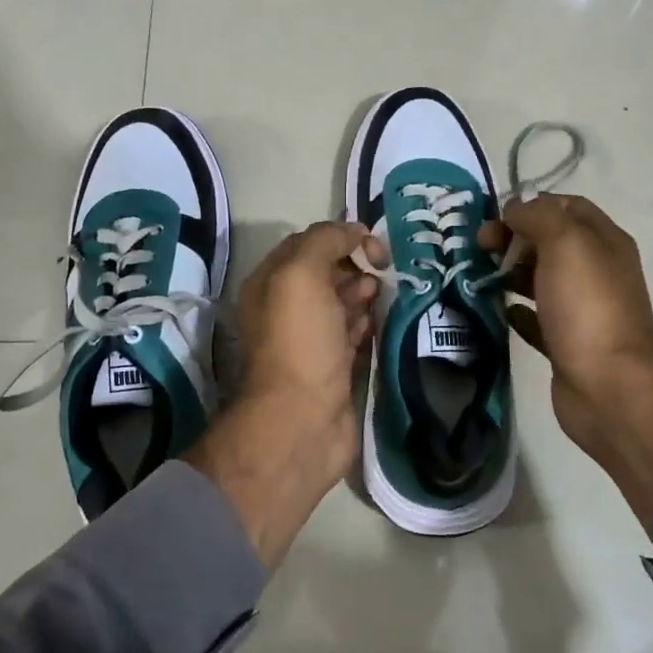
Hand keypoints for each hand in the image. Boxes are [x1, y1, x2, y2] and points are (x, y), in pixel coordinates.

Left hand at [185, 222, 385, 567]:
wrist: (302, 421)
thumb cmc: (299, 342)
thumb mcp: (302, 274)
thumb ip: (324, 241)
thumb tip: (354, 231)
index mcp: (270, 283)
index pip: (307, 244)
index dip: (340, 237)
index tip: (373, 244)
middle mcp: (286, 309)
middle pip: (326, 273)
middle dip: (355, 265)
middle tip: (381, 271)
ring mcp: (310, 340)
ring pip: (341, 303)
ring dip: (363, 293)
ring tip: (382, 294)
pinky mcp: (332, 367)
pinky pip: (353, 333)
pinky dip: (367, 322)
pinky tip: (380, 321)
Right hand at [478, 196, 652, 526]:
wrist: (608, 387)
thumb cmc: (587, 308)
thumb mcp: (566, 243)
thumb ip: (539, 216)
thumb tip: (516, 211)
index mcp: (604, 242)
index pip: (568, 206)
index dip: (532, 205)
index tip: (497, 219)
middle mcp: (597, 272)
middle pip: (551, 241)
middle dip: (515, 238)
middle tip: (480, 247)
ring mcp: (582, 310)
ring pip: (541, 279)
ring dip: (511, 272)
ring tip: (480, 275)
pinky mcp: (566, 344)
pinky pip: (537, 319)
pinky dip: (517, 310)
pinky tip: (500, 310)